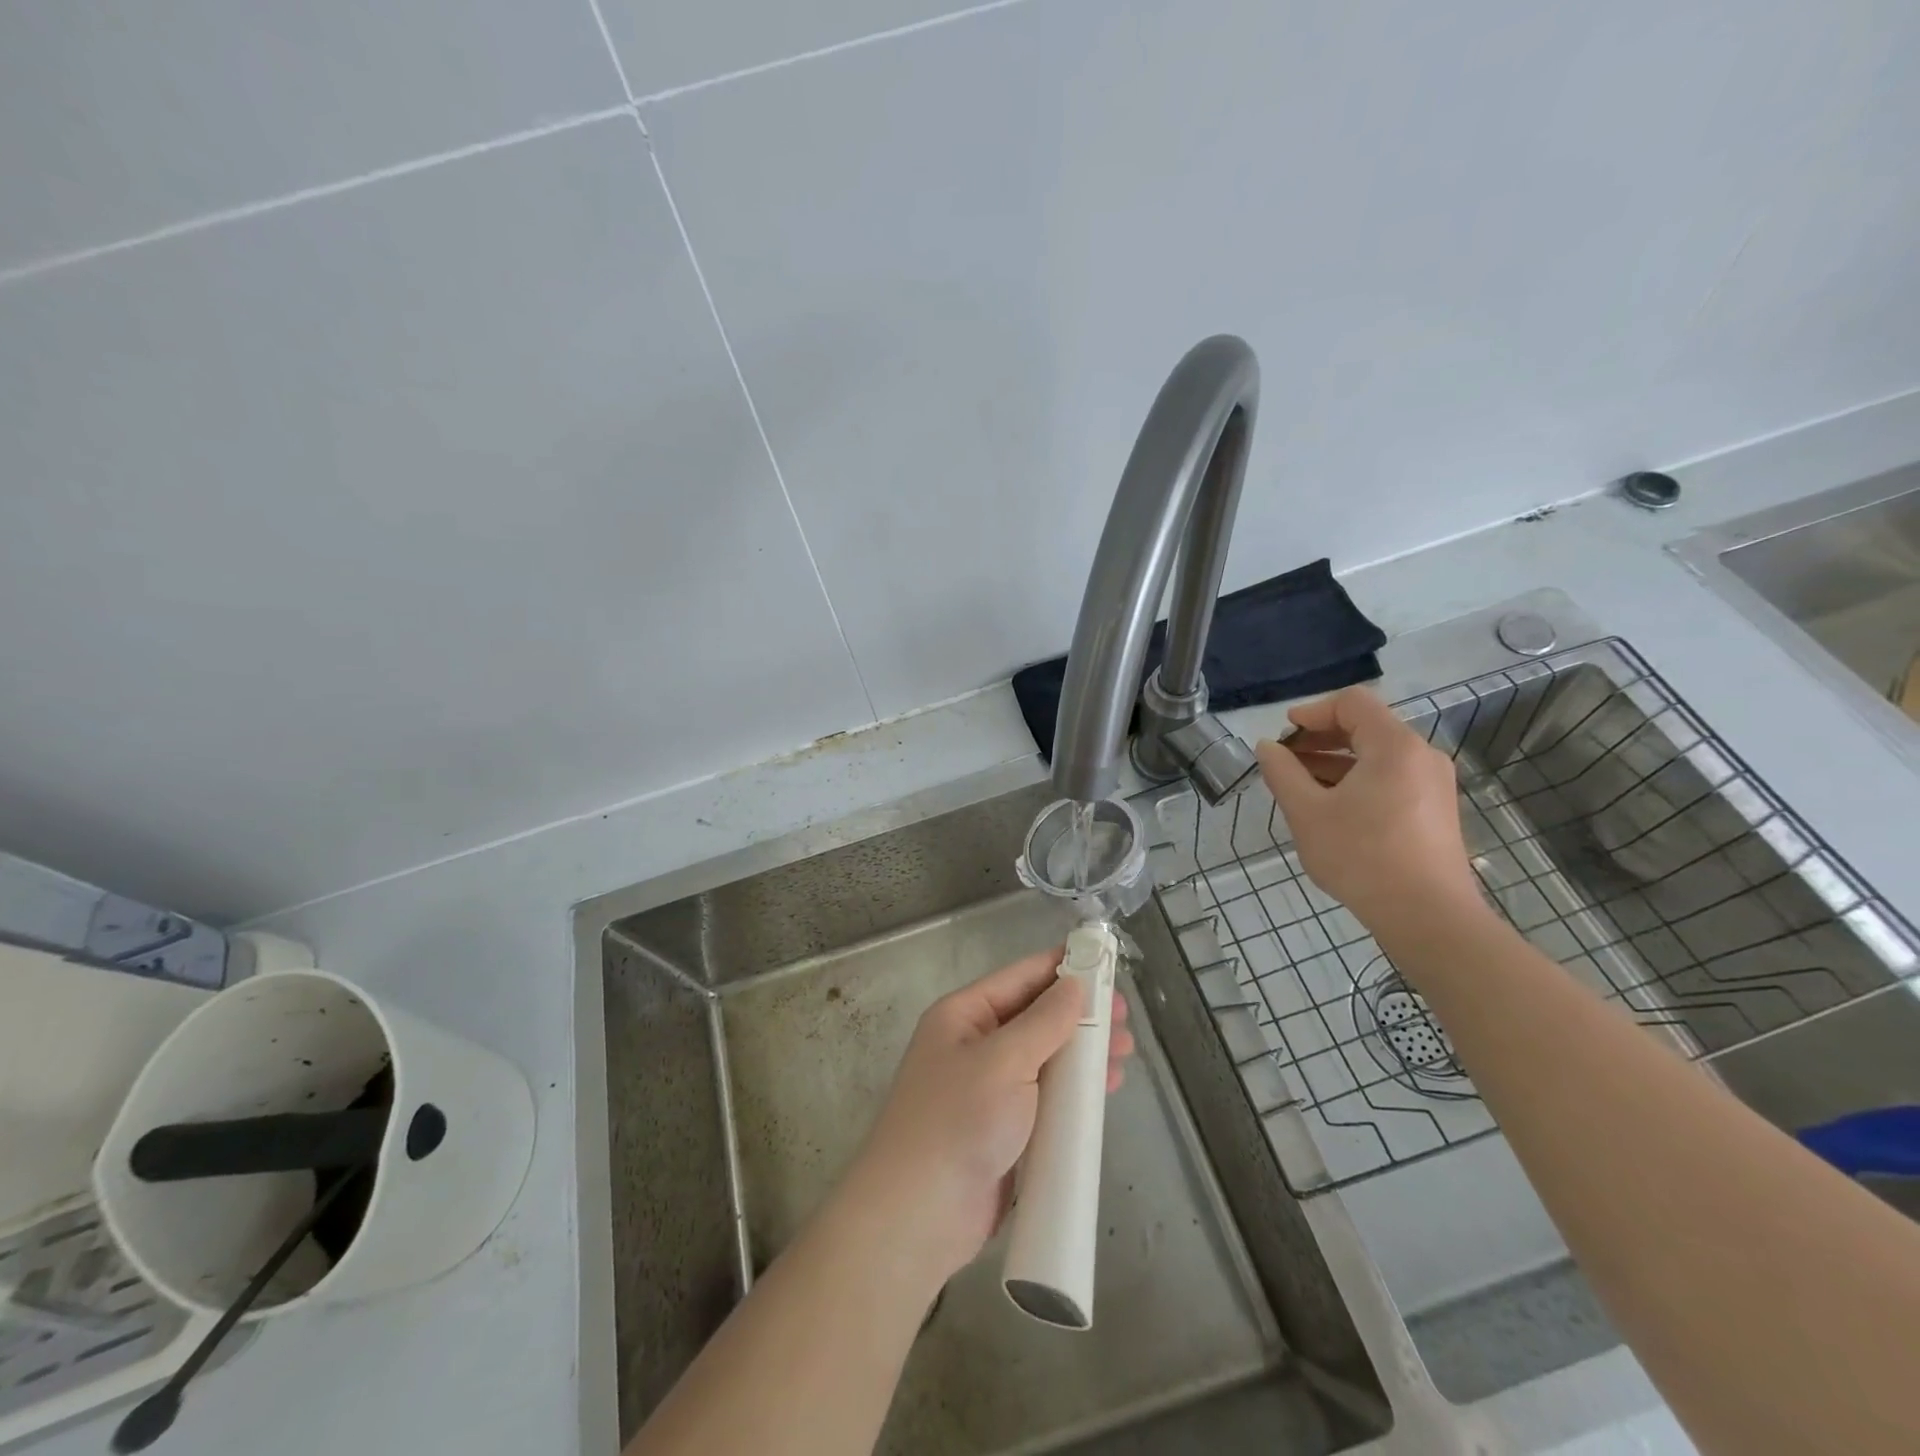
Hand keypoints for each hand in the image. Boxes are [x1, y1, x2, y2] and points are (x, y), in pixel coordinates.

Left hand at [840, 949, 1133, 1285]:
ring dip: (1083, 1053)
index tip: (1105, 960)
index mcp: (963, 1015)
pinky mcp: (1004, 1129)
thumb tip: (1076, 983)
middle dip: (1080, 1014)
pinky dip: (1075, 1090)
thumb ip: (1044, 1021)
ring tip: (1126, 1050)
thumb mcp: (1004, 1061)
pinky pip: (1045, 1097)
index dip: (1062, 966)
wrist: (918, 1216)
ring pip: (1045, 1058)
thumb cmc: (958, 1121)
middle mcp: (975, 1045)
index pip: (1020, 977)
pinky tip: (1105, 1088)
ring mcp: (989, 1090)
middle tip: (1126, 1015)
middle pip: (1036, 1017)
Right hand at [1255, 686, 1483, 936]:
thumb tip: (1267, 747)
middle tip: (1285, 760)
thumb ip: (1282, 773)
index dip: (1312, 712)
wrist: (1428, 917)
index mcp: (1394, 746)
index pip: (1352, 703)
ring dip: (1335, 762)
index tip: (1283, 735)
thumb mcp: (1307, 812)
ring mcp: (1433, 785)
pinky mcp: (1435, 811)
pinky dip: (1358, 781)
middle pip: (1366, 727)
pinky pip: (1391, 779)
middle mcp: (1421, 756)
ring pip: (1377, 756)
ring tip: (1300, 786)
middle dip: (1320, 739)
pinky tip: (1331, 809)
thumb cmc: (1362, 857)